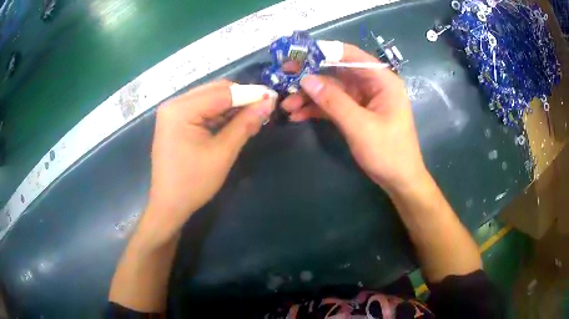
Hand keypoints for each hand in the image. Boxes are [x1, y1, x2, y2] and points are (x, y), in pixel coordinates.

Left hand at [143, 80, 275, 242]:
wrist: (169, 205)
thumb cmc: (193, 183)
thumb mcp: (222, 153)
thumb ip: (245, 124)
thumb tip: (269, 103)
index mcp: (180, 109)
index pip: (221, 93)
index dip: (250, 93)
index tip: (273, 97)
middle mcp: (174, 104)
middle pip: (214, 91)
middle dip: (241, 98)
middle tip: (263, 109)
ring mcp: (173, 112)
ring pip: (210, 99)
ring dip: (232, 107)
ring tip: (253, 118)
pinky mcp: (176, 121)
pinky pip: (203, 110)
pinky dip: (220, 114)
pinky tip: (236, 122)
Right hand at [282, 44, 425, 192]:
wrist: (399, 180)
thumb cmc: (388, 152)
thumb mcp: (360, 126)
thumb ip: (333, 101)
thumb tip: (306, 79)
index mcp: (381, 80)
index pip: (350, 55)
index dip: (323, 52)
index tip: (296, 55)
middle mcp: (372, 84)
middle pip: (337, 72)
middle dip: (310, 77)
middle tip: (283, 79)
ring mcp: (363, 99)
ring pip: (332, 90)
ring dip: (310, 97)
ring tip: (286, 106)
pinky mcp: (355, 113)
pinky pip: (333, 105)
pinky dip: (317, 109)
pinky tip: (298, 115)